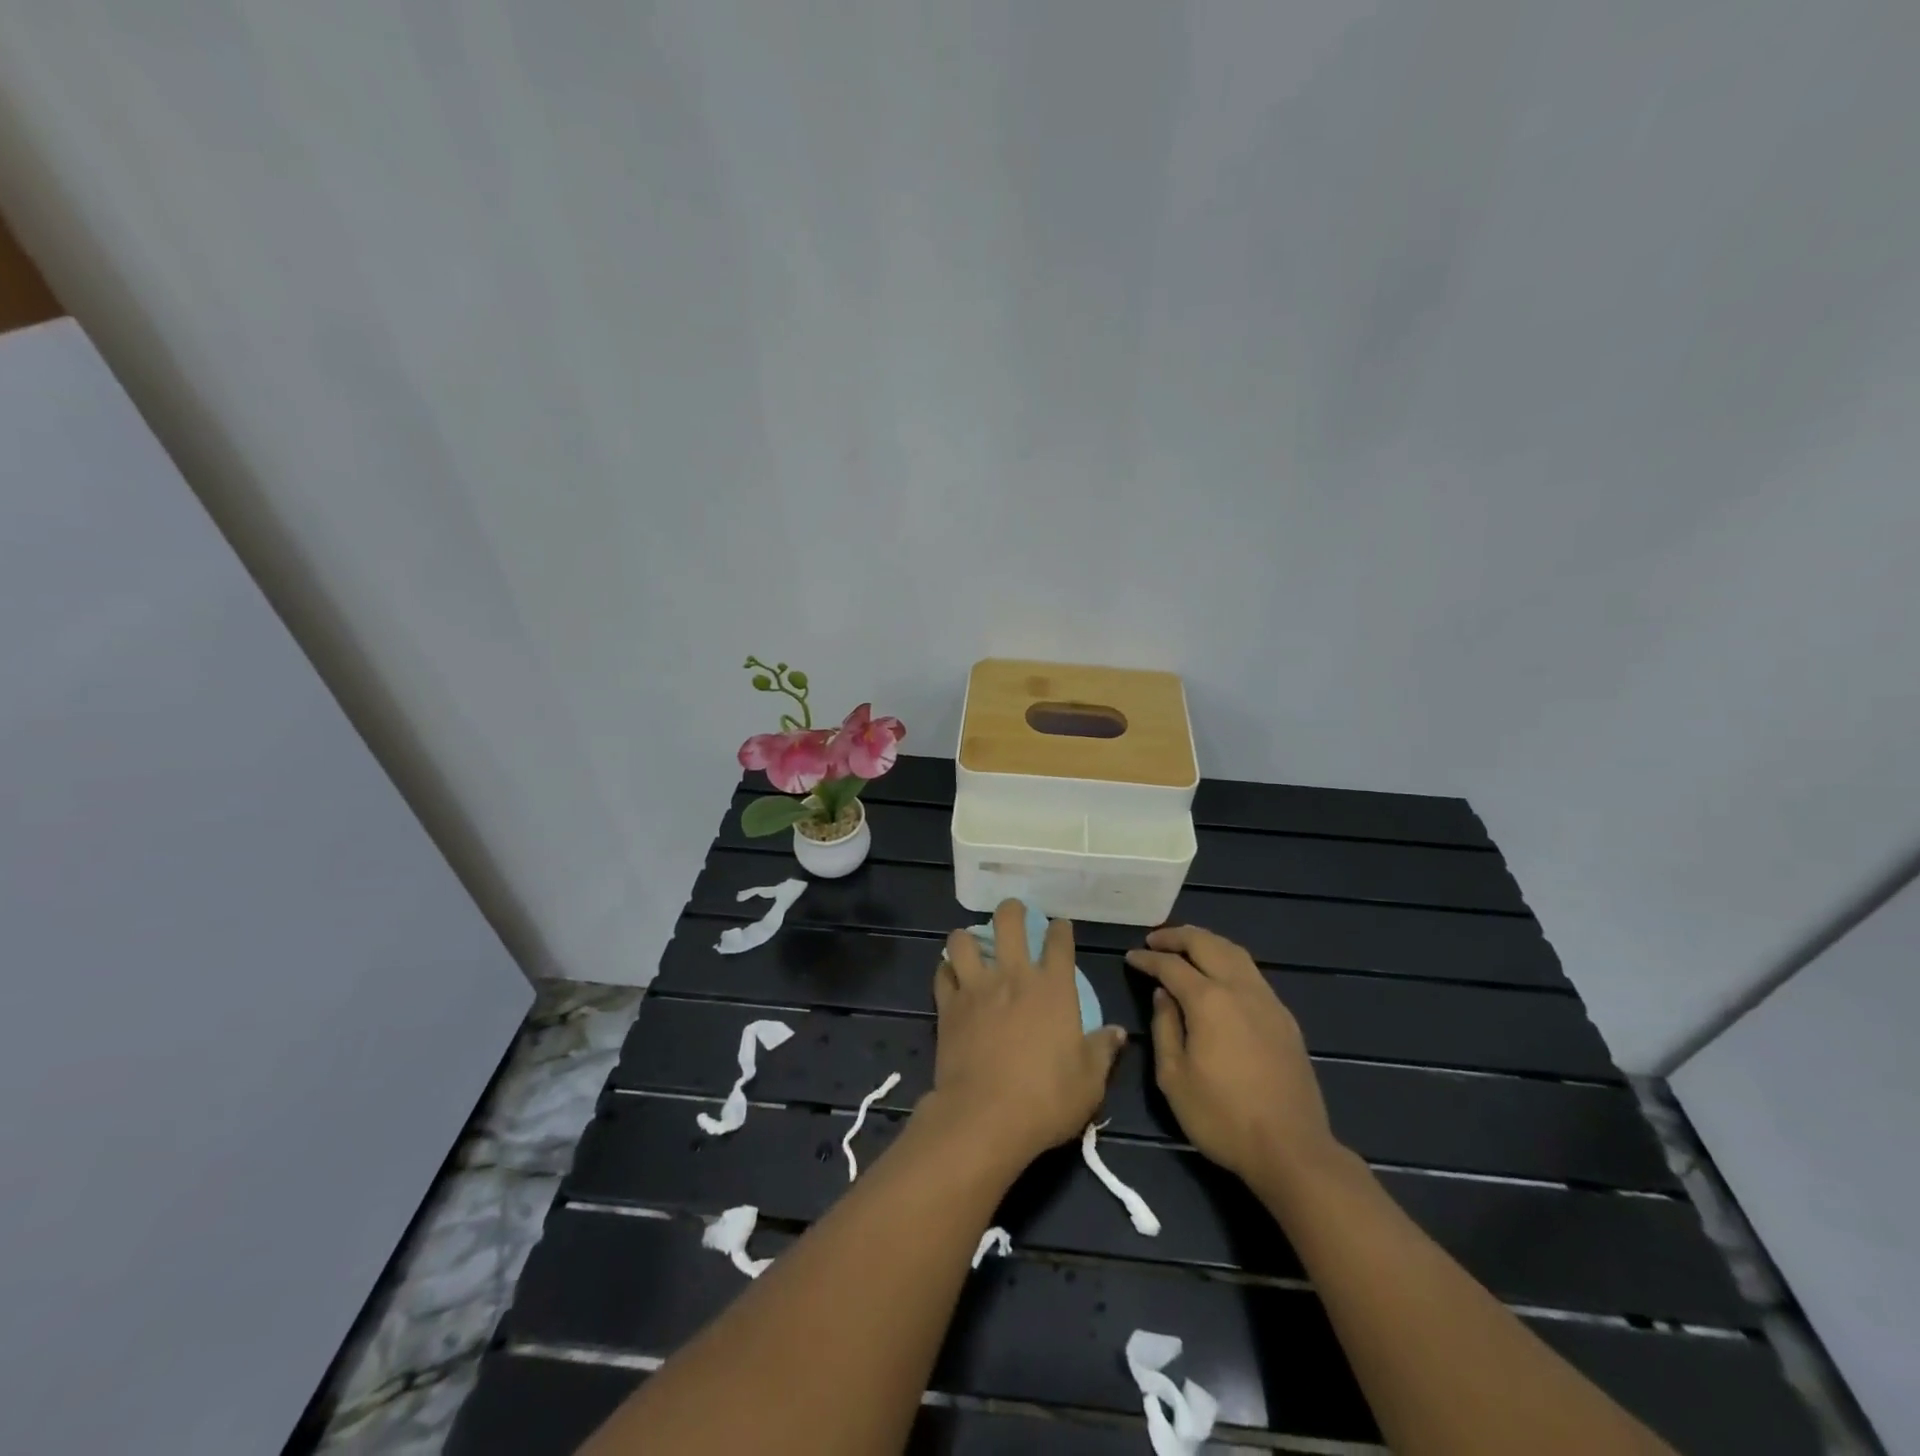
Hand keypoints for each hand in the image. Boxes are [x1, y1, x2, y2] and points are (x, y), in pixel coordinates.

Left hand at [924, 899, 1125, 1171]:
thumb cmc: (1046, 1100)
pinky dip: (946, 971)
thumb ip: (1102, 1052)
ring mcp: (976, 988)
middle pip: (1008, 922)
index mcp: (1053, 988)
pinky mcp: (948, 1006)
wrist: (984, 1117)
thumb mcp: (1089, 1082)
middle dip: (1012, 911)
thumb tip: (1117, 1033)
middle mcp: (1014, 977)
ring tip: (972, 943)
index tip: (1060, 927)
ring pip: (964, 940)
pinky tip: (951, 977)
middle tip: (1013, 913)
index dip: (1060, 929)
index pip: (1058, 941)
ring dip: (968, 937)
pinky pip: (942, 974)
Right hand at [1126, 925, 1339, 1186]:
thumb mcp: (1174, 1077)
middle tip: (1155, 940)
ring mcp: (1267, 1001)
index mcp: (1209, 1000)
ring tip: (1186, 946)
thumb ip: (1165, 1027)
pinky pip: (1251, 972)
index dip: (1147, 959)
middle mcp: (1239, 989)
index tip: (1131, 956)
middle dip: (1177, 936)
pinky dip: (1228, 960)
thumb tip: (1163, 995)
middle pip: (1206, 944)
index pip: (1171, 965)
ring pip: (1234, 952)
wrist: (1291, 1149)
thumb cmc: (1222, 1116)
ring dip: (1206, 942)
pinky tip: (1219, 975)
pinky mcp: (1284, 1018)